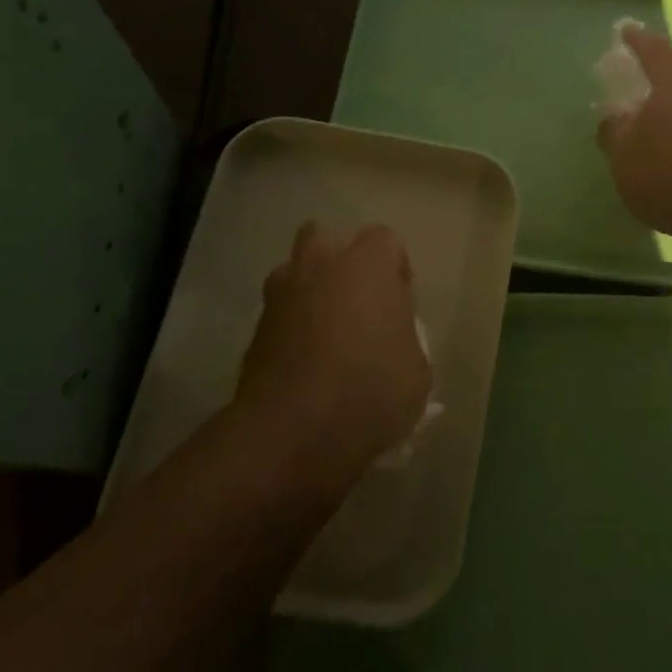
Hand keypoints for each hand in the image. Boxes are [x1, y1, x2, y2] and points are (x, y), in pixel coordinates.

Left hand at [232, 223, 432, 482]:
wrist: (293, 432)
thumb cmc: (370, 390)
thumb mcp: (417, 372)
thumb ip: (406, 341)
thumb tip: (391, 343)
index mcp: (366, 264)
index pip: (385, 241)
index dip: (395, 270)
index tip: (400, 305)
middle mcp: (319, 265)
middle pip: (325, 238)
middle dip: (339, 263)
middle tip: (357, 304)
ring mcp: (279, 296)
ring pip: (294, 273)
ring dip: (309, 292)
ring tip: (327, 334)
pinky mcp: (254, 331)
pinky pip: (279, 315)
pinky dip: (291, 330)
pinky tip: (305, 365)